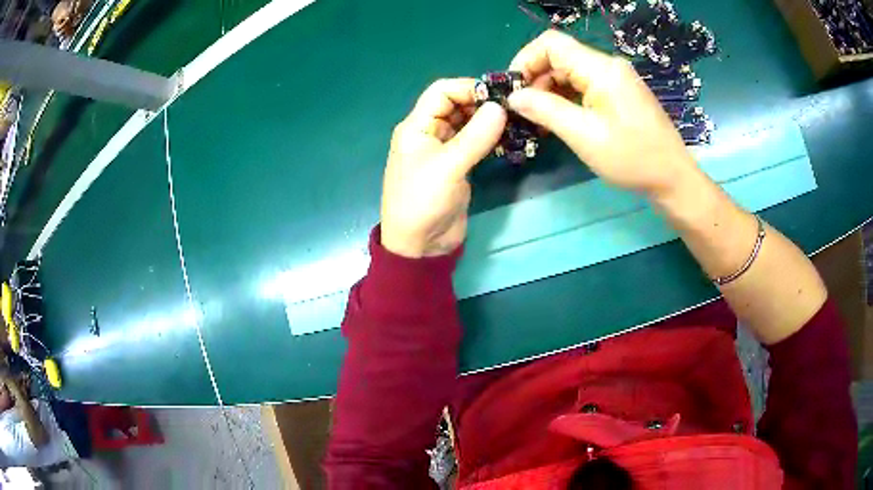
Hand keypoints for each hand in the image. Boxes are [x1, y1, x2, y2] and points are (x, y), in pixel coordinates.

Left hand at [381, 79, 506, 257]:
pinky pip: (474, 143)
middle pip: (456, 105)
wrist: (421, 246)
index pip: (441, 92)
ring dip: (488, 121)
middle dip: (482, 103)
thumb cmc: (424, 202)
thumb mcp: (449, 167)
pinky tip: (508, 139)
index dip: (468, 88)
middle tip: (513, 109)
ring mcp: (444, 150)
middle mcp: (429, 132)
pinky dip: (490, 138)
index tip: (498, 96)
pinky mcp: (457, 166)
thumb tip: (500, 107)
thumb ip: (475, 136)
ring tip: (515, 122)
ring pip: (467, 123)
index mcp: (416, 127)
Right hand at [507, 30, 699, 198]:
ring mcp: (616, 79)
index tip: (513, 90)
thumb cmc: (632, 158)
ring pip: (570, 72)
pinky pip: (585, 85)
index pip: (551, 44)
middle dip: (535, 80)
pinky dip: (567, 98)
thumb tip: (513, 97)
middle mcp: (608, 66)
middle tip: (524, 112)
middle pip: (559, 57)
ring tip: (538, 121)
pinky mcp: (619, 92)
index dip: (525, 60)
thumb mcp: (584, 135)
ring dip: (550, 91)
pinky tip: (559, 120)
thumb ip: (545, 110)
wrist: (673, 178)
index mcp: (601, 69)